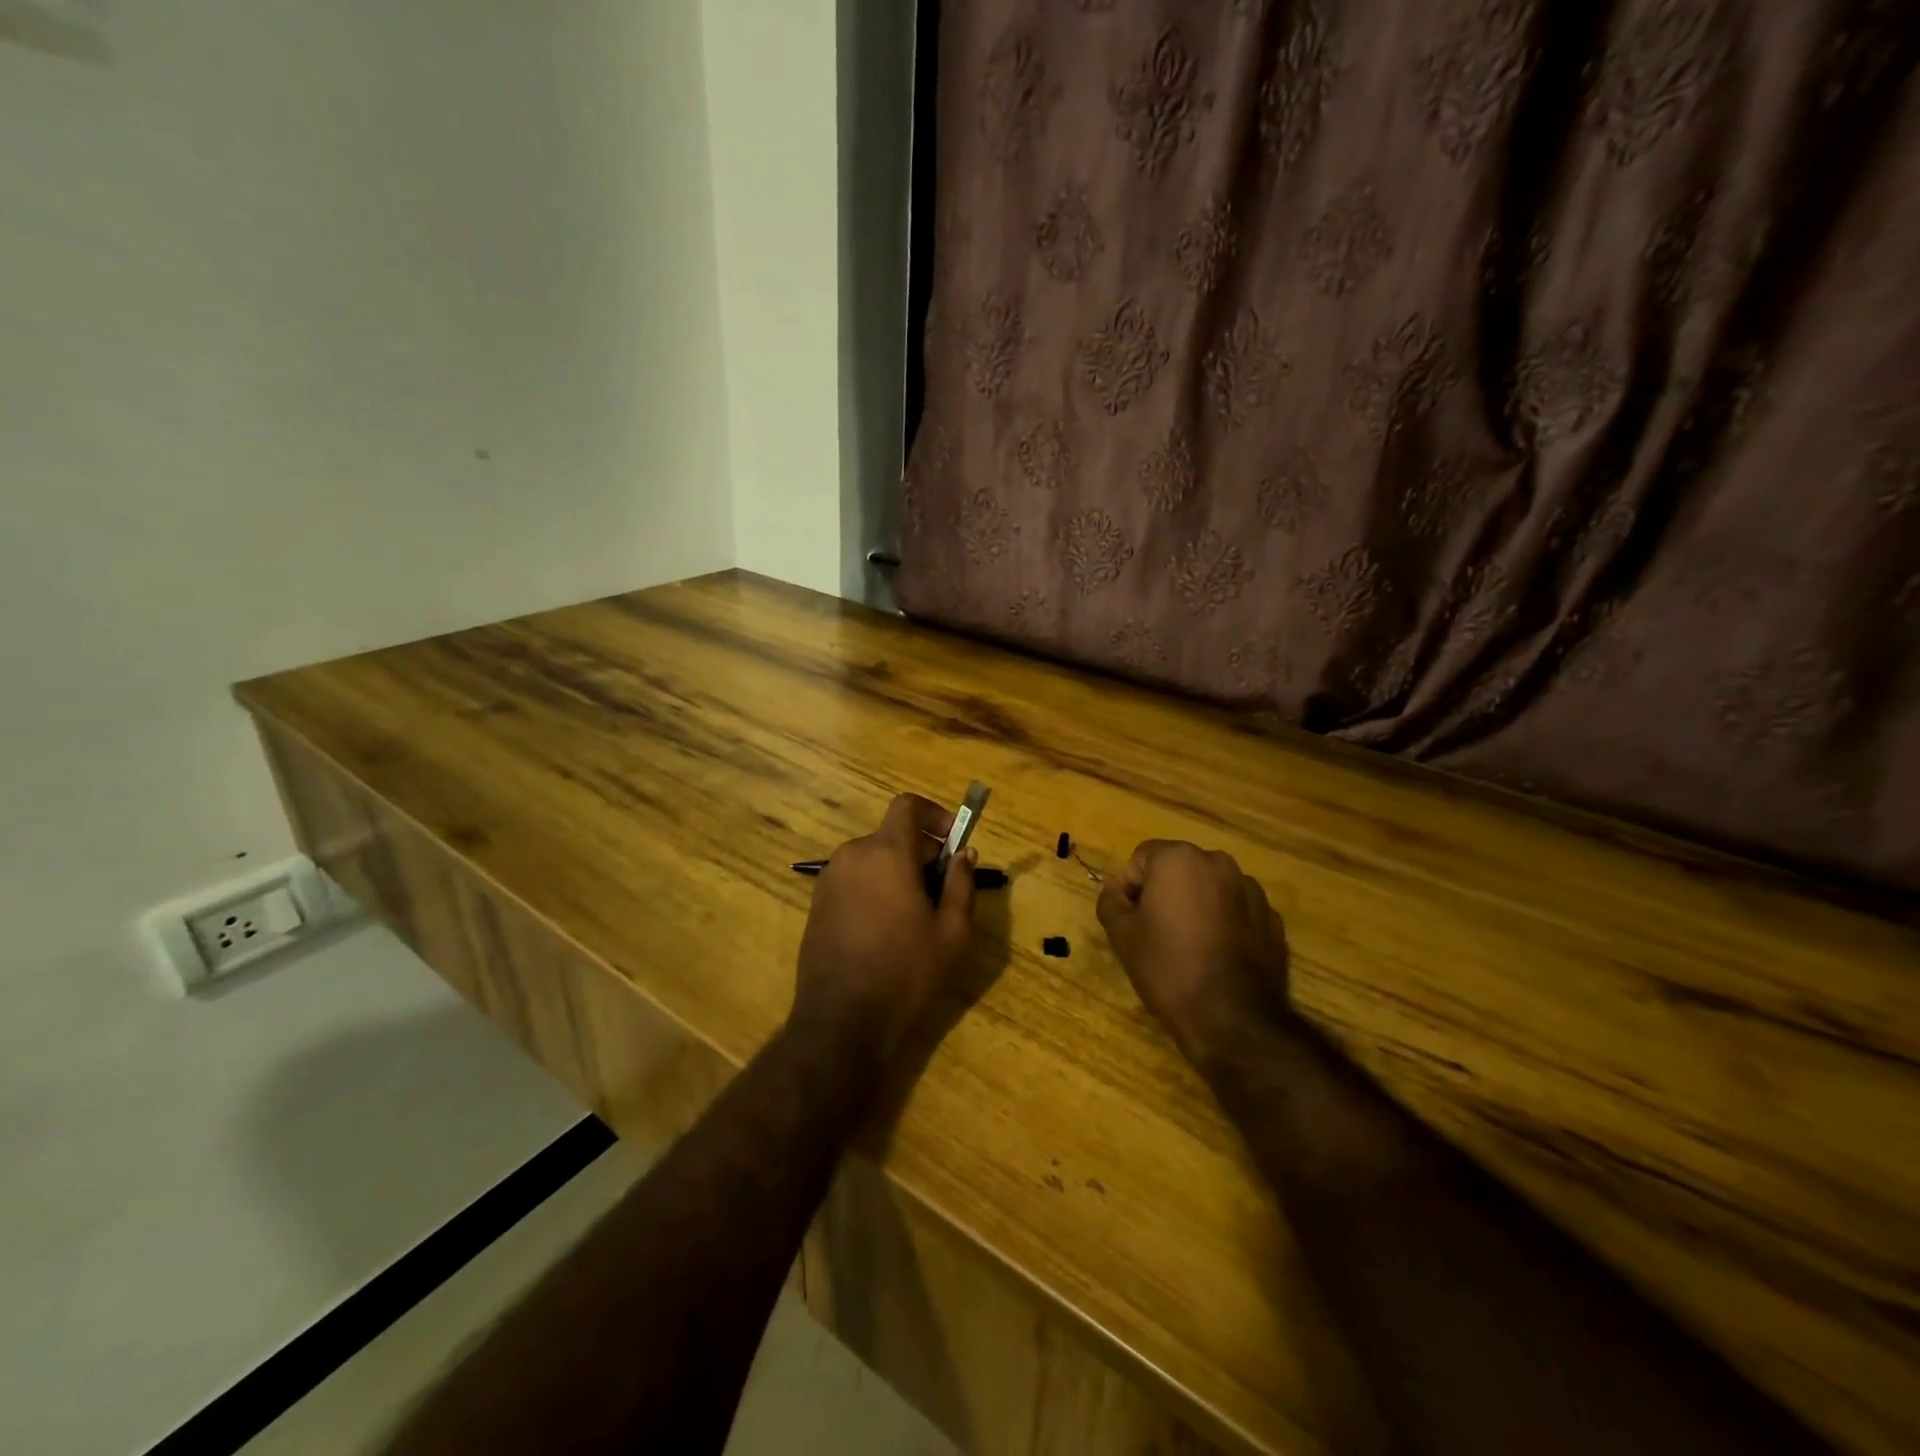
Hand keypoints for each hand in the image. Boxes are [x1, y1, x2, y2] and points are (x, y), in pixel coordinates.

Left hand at [792, 793, 978, 1062]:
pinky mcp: (817, 903)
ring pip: (874, 859)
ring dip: (898, 872)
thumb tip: (964, 853)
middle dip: (921, 853)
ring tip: (915, 917)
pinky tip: (886, 930)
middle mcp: (853, 855)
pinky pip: (855, 880)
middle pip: (893, 835)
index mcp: (886, 853)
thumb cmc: (905, 972)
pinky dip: (875, 888)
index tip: (952, 842)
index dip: (934, 814)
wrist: (841, 1021)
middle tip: (941, 892)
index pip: (907, 805)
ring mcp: (829, 879)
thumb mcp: (952, 932)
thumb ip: (961, 884)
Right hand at [1096, 841, 1289, 1067]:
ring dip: (1197, 905)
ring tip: (1191, 945)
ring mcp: (1251, 889)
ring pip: (1210, 888)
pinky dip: (1225, 922)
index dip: (1132, 888)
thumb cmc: (1168, 968)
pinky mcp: (1272, 917)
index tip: (1133, 921)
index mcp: (1179, 859)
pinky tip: (1218, 955)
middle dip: (1166, 892)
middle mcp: (1219, 863)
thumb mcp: (1122, 935)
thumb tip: (1115, 888)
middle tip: (1158, 932)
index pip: (1142, 858)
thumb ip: (1110, 900)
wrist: (1232, 1018)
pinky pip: (1236, 909)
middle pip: (1179, 868)